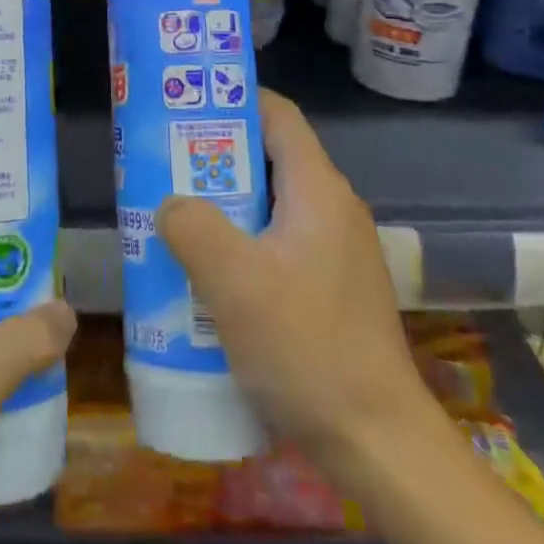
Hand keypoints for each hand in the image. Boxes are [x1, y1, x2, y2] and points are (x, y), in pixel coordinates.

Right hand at [157, 90, 433, 476]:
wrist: (379, 443)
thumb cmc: (307, 347)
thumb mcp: (233, 281)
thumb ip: (192, 227)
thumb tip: (170, 204)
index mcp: (318, 189)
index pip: (277, 115)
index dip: (232, 100)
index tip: (184, 105)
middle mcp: (333, 208)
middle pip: (269, 157)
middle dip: (215, 156)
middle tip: (164, 164)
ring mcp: (336, 249)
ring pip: (271, 203)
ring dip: (224, 204)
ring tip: (175, 215)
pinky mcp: (332, 286)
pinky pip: (279, 241)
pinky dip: (242, 241)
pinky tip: (209, 272)